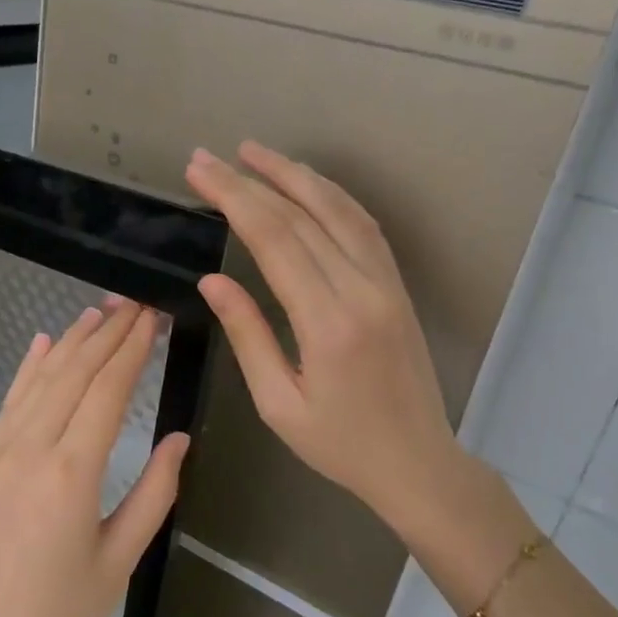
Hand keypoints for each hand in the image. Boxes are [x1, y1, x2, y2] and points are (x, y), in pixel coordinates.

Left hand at [0, 301, 189, 616]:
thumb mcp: (120, 559)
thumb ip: (154, 493)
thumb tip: (179, 439)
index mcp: (71, 471)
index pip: (107, 389)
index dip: (133, 348)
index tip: (152, 315)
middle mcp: (29, 448)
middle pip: (73, 373)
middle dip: (106, 333)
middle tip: (132, 302)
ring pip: (38, 380)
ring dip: (69, 343)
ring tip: (97, 313)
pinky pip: (7, 404)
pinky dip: (27, 370)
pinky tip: (42, 345)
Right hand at [183, 143, 486, 545]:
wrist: (417, 463)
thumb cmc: (340, 445)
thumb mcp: (278, 403)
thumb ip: (247, 335)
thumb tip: (212, 280)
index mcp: (327, 323)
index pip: (274, 240)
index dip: (233, 198)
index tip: (200, 171)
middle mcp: (362, 290)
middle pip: (301, 216)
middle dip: (250, 180)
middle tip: (209, 157)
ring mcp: (386, 283)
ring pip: (339, 210)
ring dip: (295, 175)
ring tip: (254, 153)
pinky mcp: (397, 286)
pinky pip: (364, 227)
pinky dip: (332, 197)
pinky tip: (307, 185)